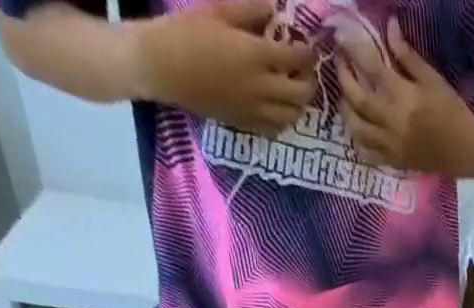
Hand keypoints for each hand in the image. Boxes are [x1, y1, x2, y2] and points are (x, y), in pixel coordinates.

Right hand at [132, 0, 315, 134]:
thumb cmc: (188, 33)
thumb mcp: (218, 11)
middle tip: (306, 71)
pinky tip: (279, 107)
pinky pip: (276, 128)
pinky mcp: (246, 124)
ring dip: (300, 104)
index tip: (310, 47)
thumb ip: (250, 9)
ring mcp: (255, 110)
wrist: (164, 68)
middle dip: (310, 82)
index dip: (308, 53)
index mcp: (255, 55)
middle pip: (302, 93)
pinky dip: (284, 119)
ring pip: (293, 115)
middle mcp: (261, 88)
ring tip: (295, 90)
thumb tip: (274, 8)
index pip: (296, 58)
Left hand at [338, 19, 473, 172]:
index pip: (370, 67)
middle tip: (340, 63)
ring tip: (345, 99)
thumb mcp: (433, 79)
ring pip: (357, 129)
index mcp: (401, 96)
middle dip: (343, 77)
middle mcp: (391, 121)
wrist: (465, 152)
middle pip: (357, 99)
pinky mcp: (394, 161)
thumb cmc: (452, 112)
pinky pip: (369, 155)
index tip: (342, 36)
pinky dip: (359, 144)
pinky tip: (358, 133)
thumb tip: (390, 26)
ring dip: (346, 112)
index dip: (353, 49)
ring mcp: (391, 145)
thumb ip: (408, 56)